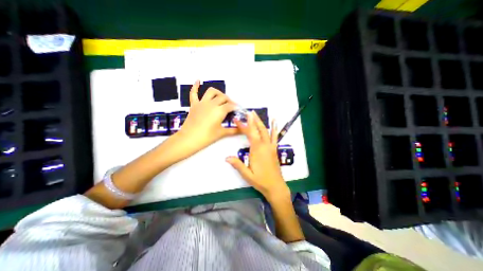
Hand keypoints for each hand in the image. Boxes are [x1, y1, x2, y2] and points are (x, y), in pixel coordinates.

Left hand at [174, 80, 239, 159]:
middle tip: (231, 107)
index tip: (238, 111)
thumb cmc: (207, 137)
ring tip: (221, 98)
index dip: (236, 108)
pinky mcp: (194, 105)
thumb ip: (233, 131)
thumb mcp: (221, 133)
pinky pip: (194, 93)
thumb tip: (243, 130)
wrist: (189, 139)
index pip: (231, 106)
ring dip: (218, 93)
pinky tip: (198, 81)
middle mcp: (212, 104)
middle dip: (229, 101)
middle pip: (223, 98)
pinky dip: (195, 86)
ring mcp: (202, 103)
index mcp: (220, 110)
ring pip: (211, 92)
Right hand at [226, 111, 290, 201]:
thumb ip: (237, 165)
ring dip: (260, 122)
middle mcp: (264, 145)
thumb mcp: (247, 174)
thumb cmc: (260, 180)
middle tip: (248, 112)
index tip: (237, 119)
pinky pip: (274, 136)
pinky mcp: (274, 149)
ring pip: (265, 131)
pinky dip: (274, 128)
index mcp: (257, 150)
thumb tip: (226, 157)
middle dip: (252, 120)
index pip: (249, 134)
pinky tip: (274, 122)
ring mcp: (270, 146)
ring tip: (256, 114)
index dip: (242, 125)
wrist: (275, 186)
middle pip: (258, 129)